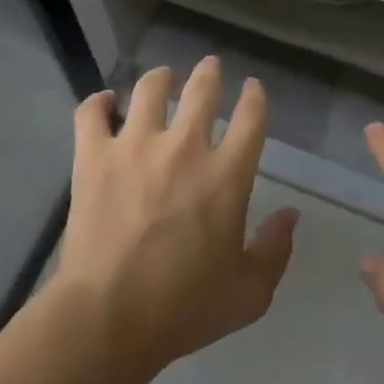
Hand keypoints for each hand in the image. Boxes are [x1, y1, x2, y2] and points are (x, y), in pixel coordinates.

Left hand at [52, 57, 297, 376]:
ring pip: (150, 88)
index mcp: (226, 175)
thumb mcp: (248, 293)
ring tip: (162, 79)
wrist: (109, 317)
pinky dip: (98, 102)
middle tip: (209, 66)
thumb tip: (291, 214)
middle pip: (202, 90)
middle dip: (209, 73)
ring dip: (160, 78)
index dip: (254, 97)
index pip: (250, 118)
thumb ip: (275, 250)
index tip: (252, 88)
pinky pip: (92, 112)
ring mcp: (135, 145)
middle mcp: (184, 147)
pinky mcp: (93, 155)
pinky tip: (105, 103)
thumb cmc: (184, 308)